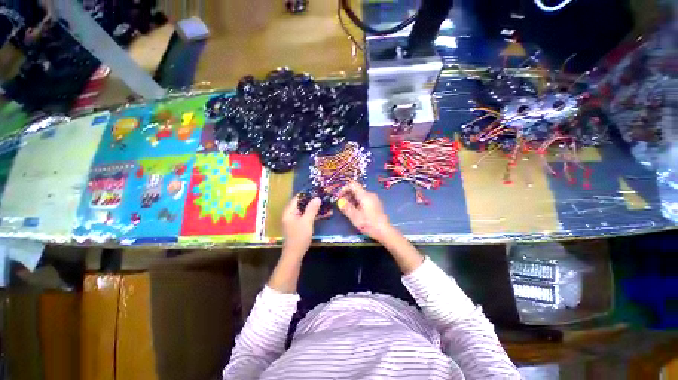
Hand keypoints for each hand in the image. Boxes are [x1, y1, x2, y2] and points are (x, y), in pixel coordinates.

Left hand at [281, 195, 320, 255]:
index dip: (307, 194)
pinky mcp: (297, 225)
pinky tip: (320, 213)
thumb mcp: (307, 221)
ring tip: (322, 203)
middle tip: (321, 196)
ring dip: (312, 207)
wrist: (295, 254)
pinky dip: (311, 213)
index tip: (317, 190)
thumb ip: (311, 209)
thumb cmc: (299, 236)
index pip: (297, 198)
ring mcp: (293, 220)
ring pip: (303, 210)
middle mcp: (290, 214)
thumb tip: (317, 198)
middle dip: (311, 200)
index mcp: (289, 212)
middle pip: (300, 203)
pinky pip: (304, 216)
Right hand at [337, 181, 393, 243]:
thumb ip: (346, 208)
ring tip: (347, 210)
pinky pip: (363, 200)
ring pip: (359, 195)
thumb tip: (339, 201)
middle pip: (356, 190)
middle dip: (347, 195)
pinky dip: (357, 203)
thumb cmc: (369, 224)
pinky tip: (355, 212)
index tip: (339, 197)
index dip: (344, 189)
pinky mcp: (375, 204)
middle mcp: (369, 194)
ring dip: (351, 200)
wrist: (384, 232)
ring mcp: (373, 199)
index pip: (352, 184)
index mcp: (364, 195)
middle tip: (341, 205)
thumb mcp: (355, 217)